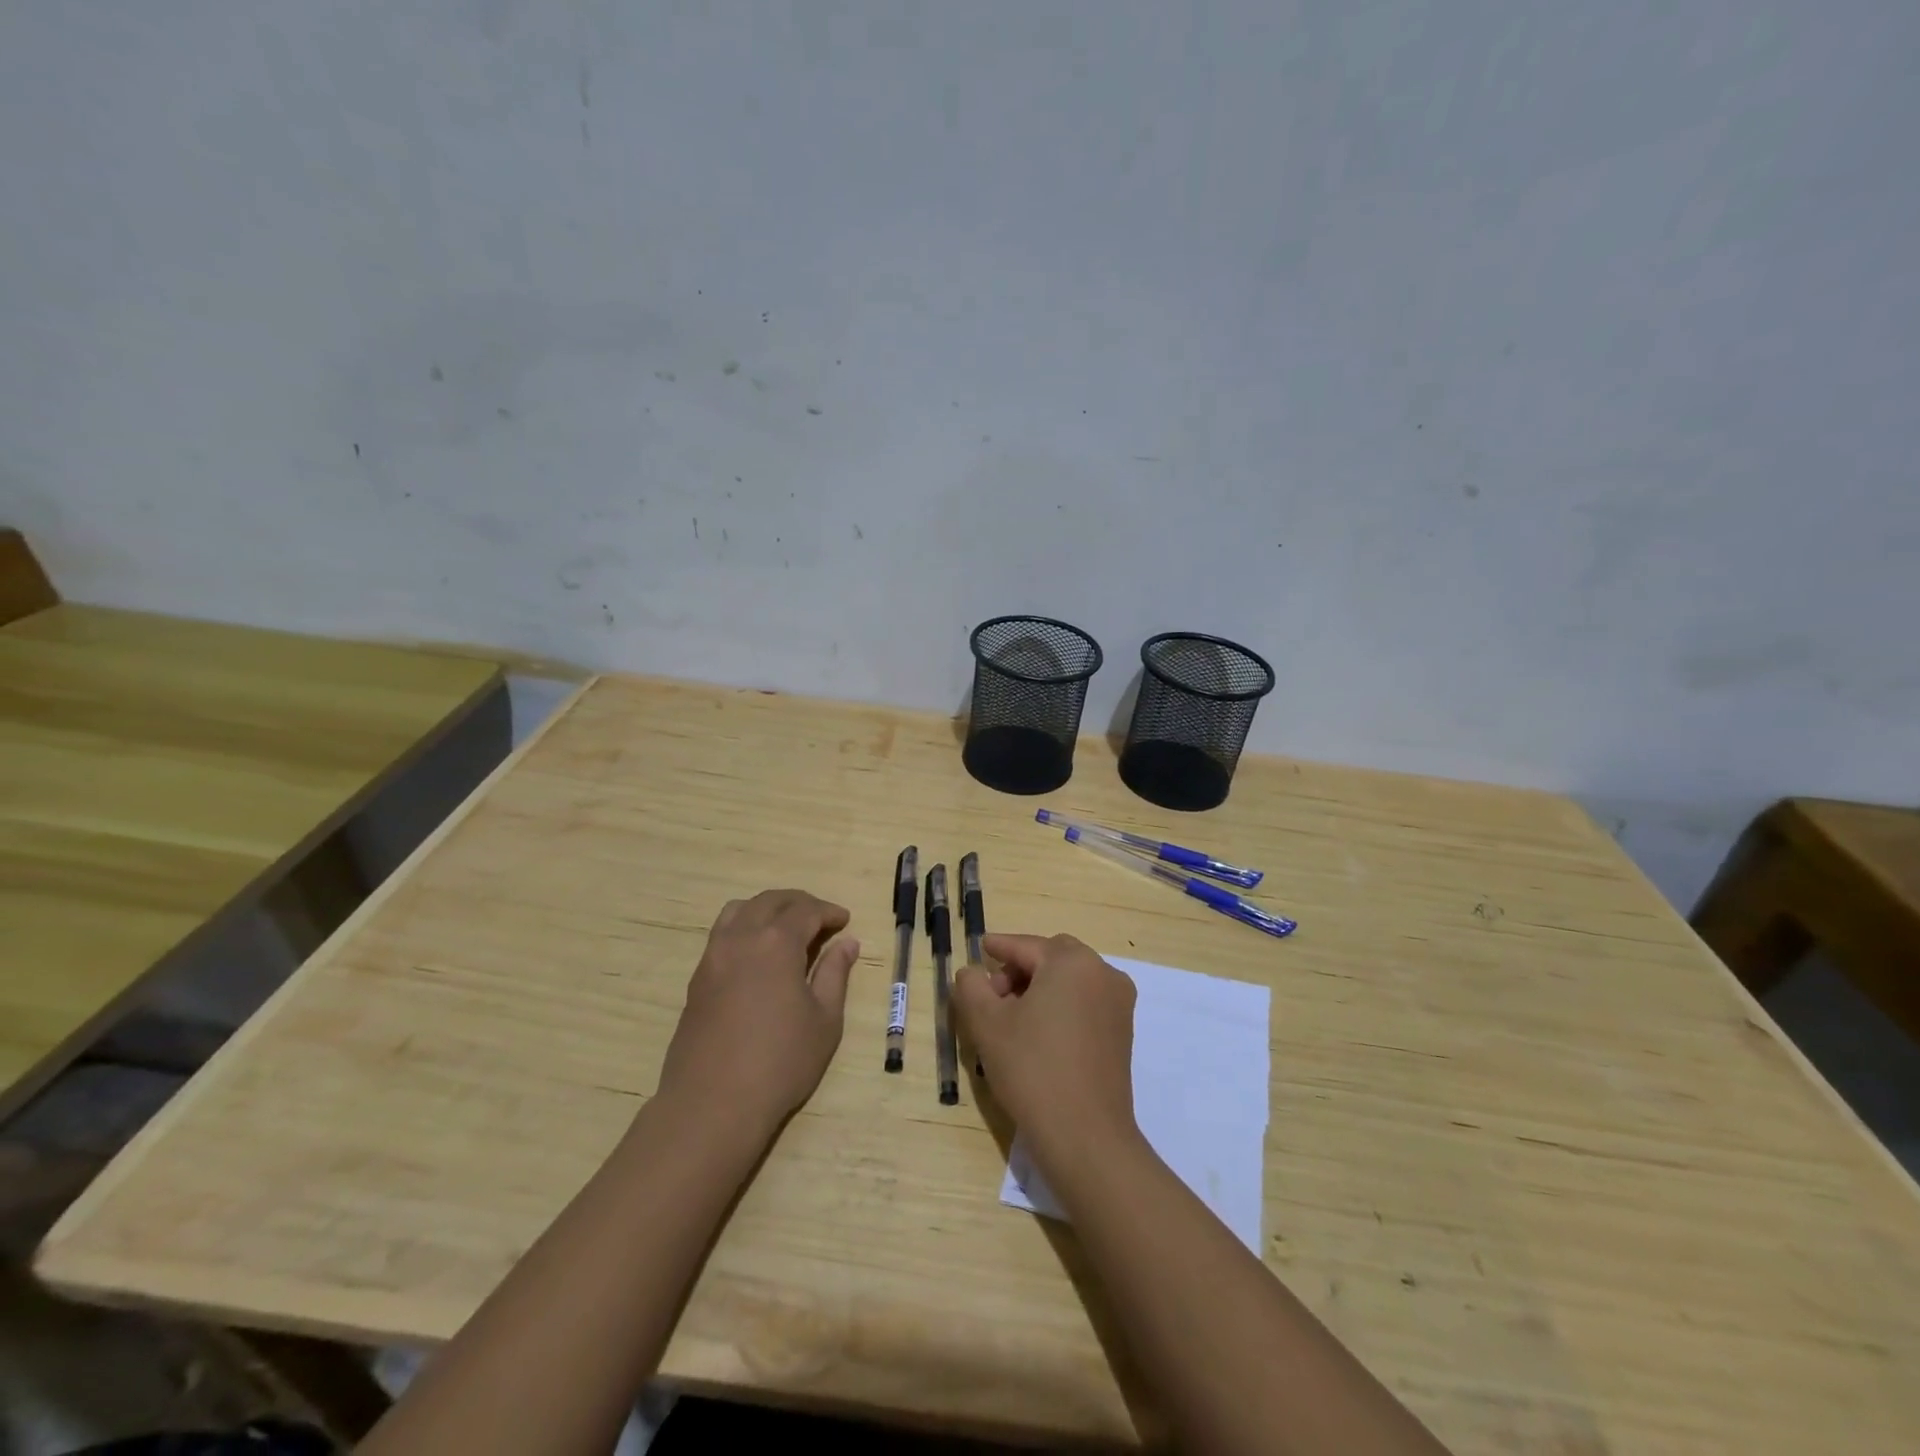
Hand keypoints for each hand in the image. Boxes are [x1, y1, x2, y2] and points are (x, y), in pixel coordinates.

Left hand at [656, 890, 858, 1138]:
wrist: (711, 1105)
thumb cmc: (780, 1062)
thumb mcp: (824, 1020)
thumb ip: (835, 974)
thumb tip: (847, 943)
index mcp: (776, 943)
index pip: (805, 910)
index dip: (828, 911)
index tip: (845, 921)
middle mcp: (741, 938)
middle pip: (770, 901)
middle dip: (799, 903)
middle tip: (821, 919)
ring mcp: (713, 957)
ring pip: (739, 911)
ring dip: (767, 910)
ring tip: (786, 929)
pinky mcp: (697, 979)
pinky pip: (722, 934)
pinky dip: (745, 928)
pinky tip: (759, 956)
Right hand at [953, 933, 1138, 1162]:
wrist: (1086, 1136)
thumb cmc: (1032, 1069)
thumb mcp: (987, 1024)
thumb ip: (971, 987)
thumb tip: (972, 973)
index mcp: (1072, 962)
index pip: (1026, 946)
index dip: (999, 947)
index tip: (980, 949)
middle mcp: (1103, 973)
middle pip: (1052, 957)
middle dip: (1020, 968)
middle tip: (992, 995)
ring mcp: (1118, 1003)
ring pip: (1071, 979)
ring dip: (1041, 987)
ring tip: (1013, 1018)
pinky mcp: (1123, 1031)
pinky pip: (1086, 1001)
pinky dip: (1061, 1004)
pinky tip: (1040, 1033)